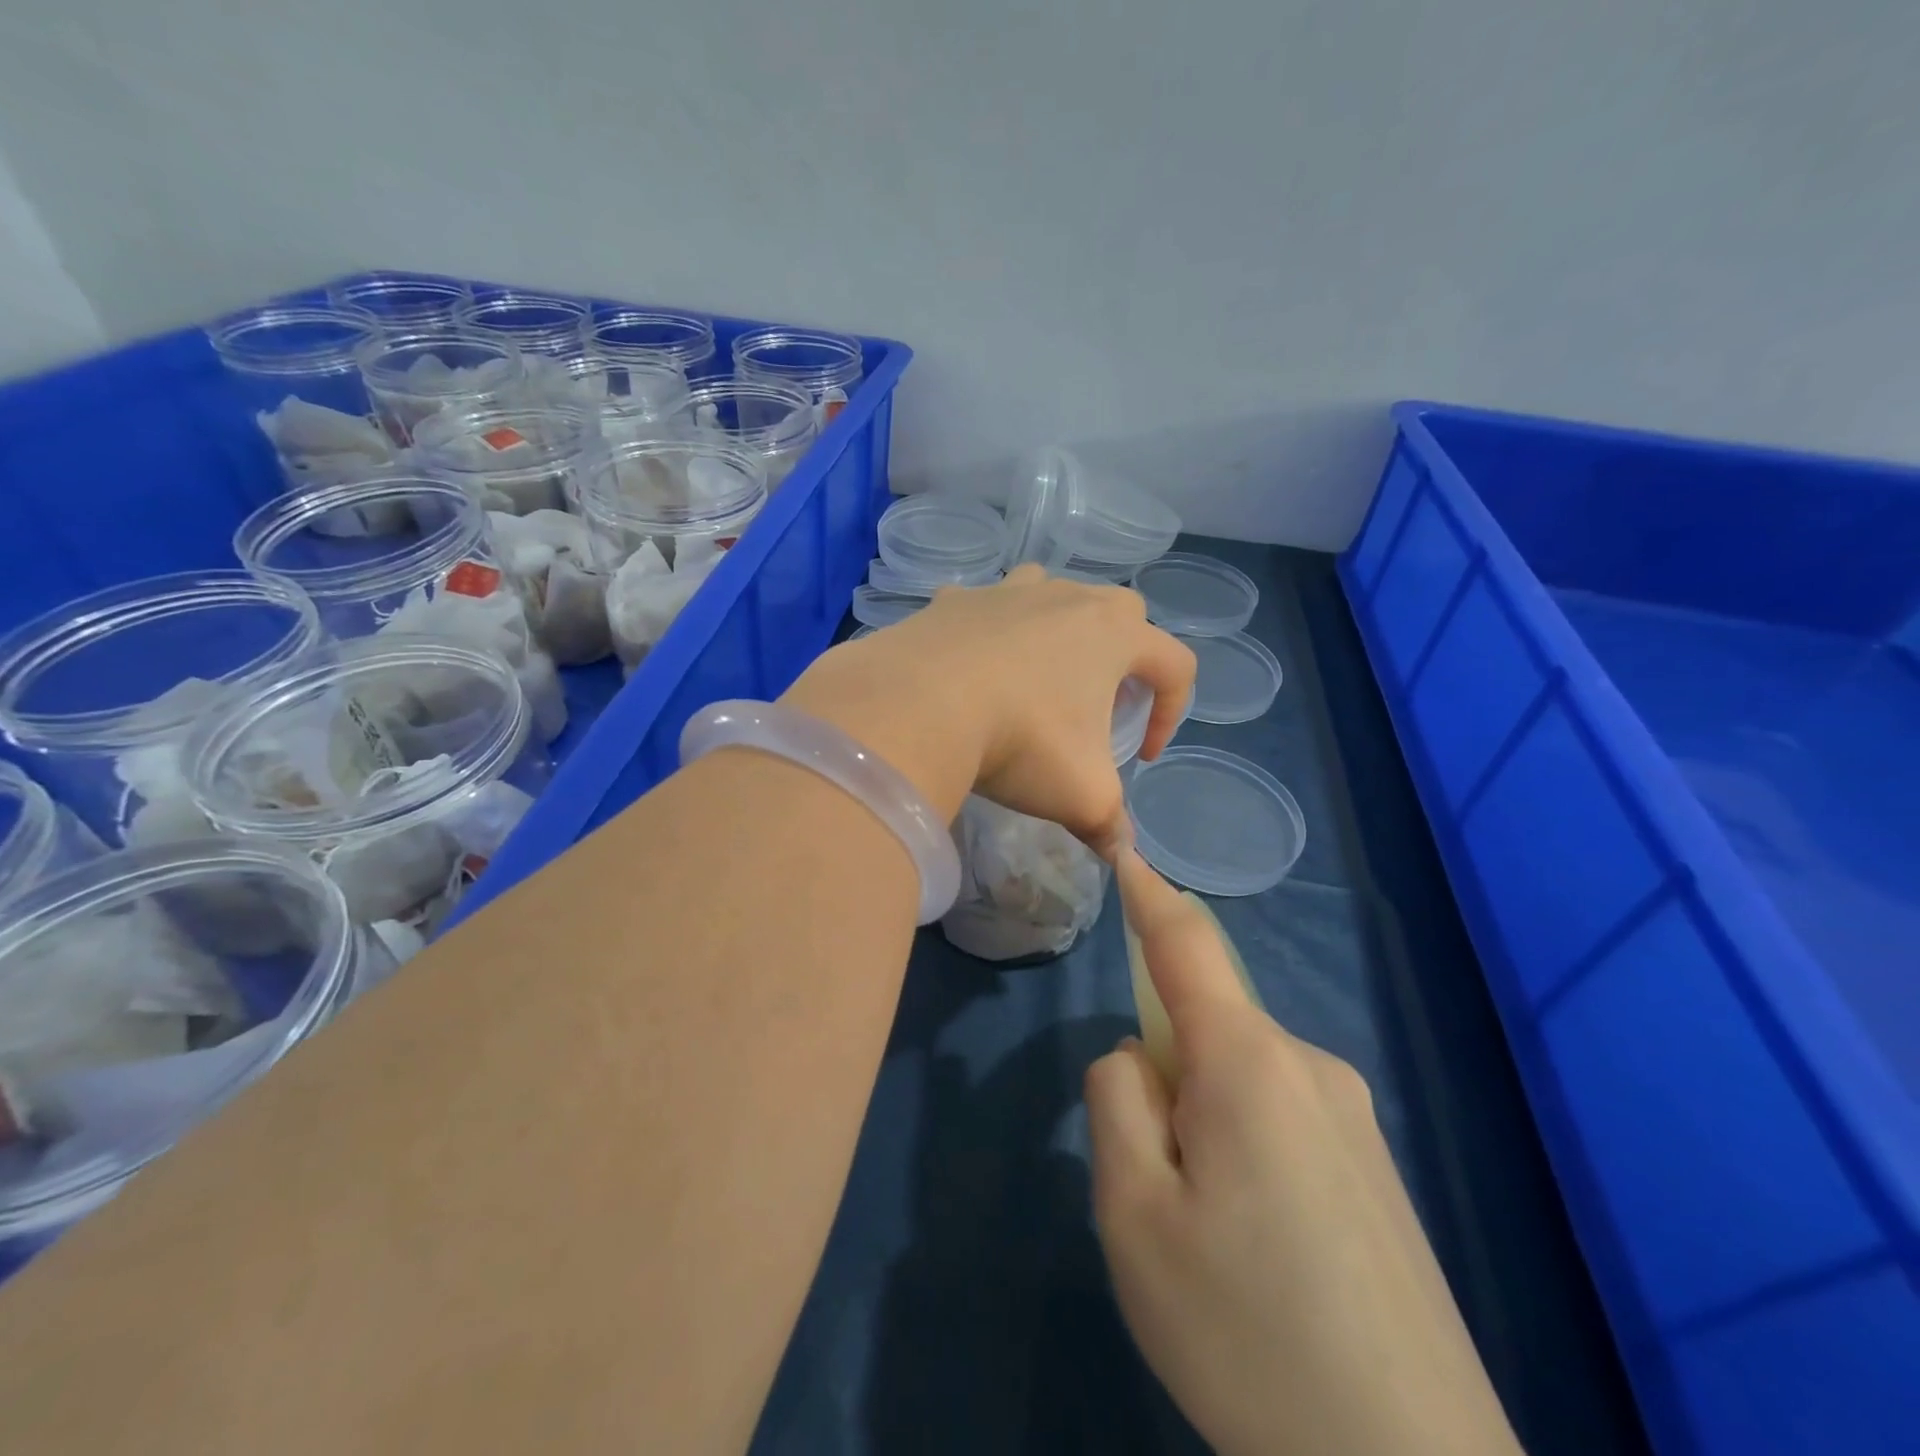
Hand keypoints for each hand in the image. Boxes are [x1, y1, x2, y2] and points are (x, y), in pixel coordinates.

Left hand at [783, 564, 1193, 853]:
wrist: (918, 706)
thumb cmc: (1020, 741)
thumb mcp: (1080, 794)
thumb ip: (1110, 825)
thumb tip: (1123, 855)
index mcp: (1113, 634)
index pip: (1175, 664)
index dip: (1171, 712)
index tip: (1141, 754)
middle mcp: (1066, 599)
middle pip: (1122, 611)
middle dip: (1125, 656)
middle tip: (1099, 704)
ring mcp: (1006, 592)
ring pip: (1053, 592)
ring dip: (1060, 627)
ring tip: (1040, 675)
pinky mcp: (954, 600)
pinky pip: (985, 608)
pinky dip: (990, 632)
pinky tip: (972, 669)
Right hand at [1086, 853, 1523, 1455]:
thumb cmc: (1248, 1336)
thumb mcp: (1134, 1214)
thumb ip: (1117, 1100)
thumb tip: (1139, 1056)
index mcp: (1249, 1064)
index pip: (1186, 943)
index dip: (1149, 892)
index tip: (1124, 847)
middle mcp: (1310, 1066)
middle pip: (1205, 1025)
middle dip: (1161, 1075)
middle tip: (1157, 1191)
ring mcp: (1354, 1117)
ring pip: (1238, 1077)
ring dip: (1200, 1123)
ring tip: (1211, 1240)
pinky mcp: (1376, 1169)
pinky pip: (1278, 1116)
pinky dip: (1241, 1150)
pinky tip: (1263, 1256)